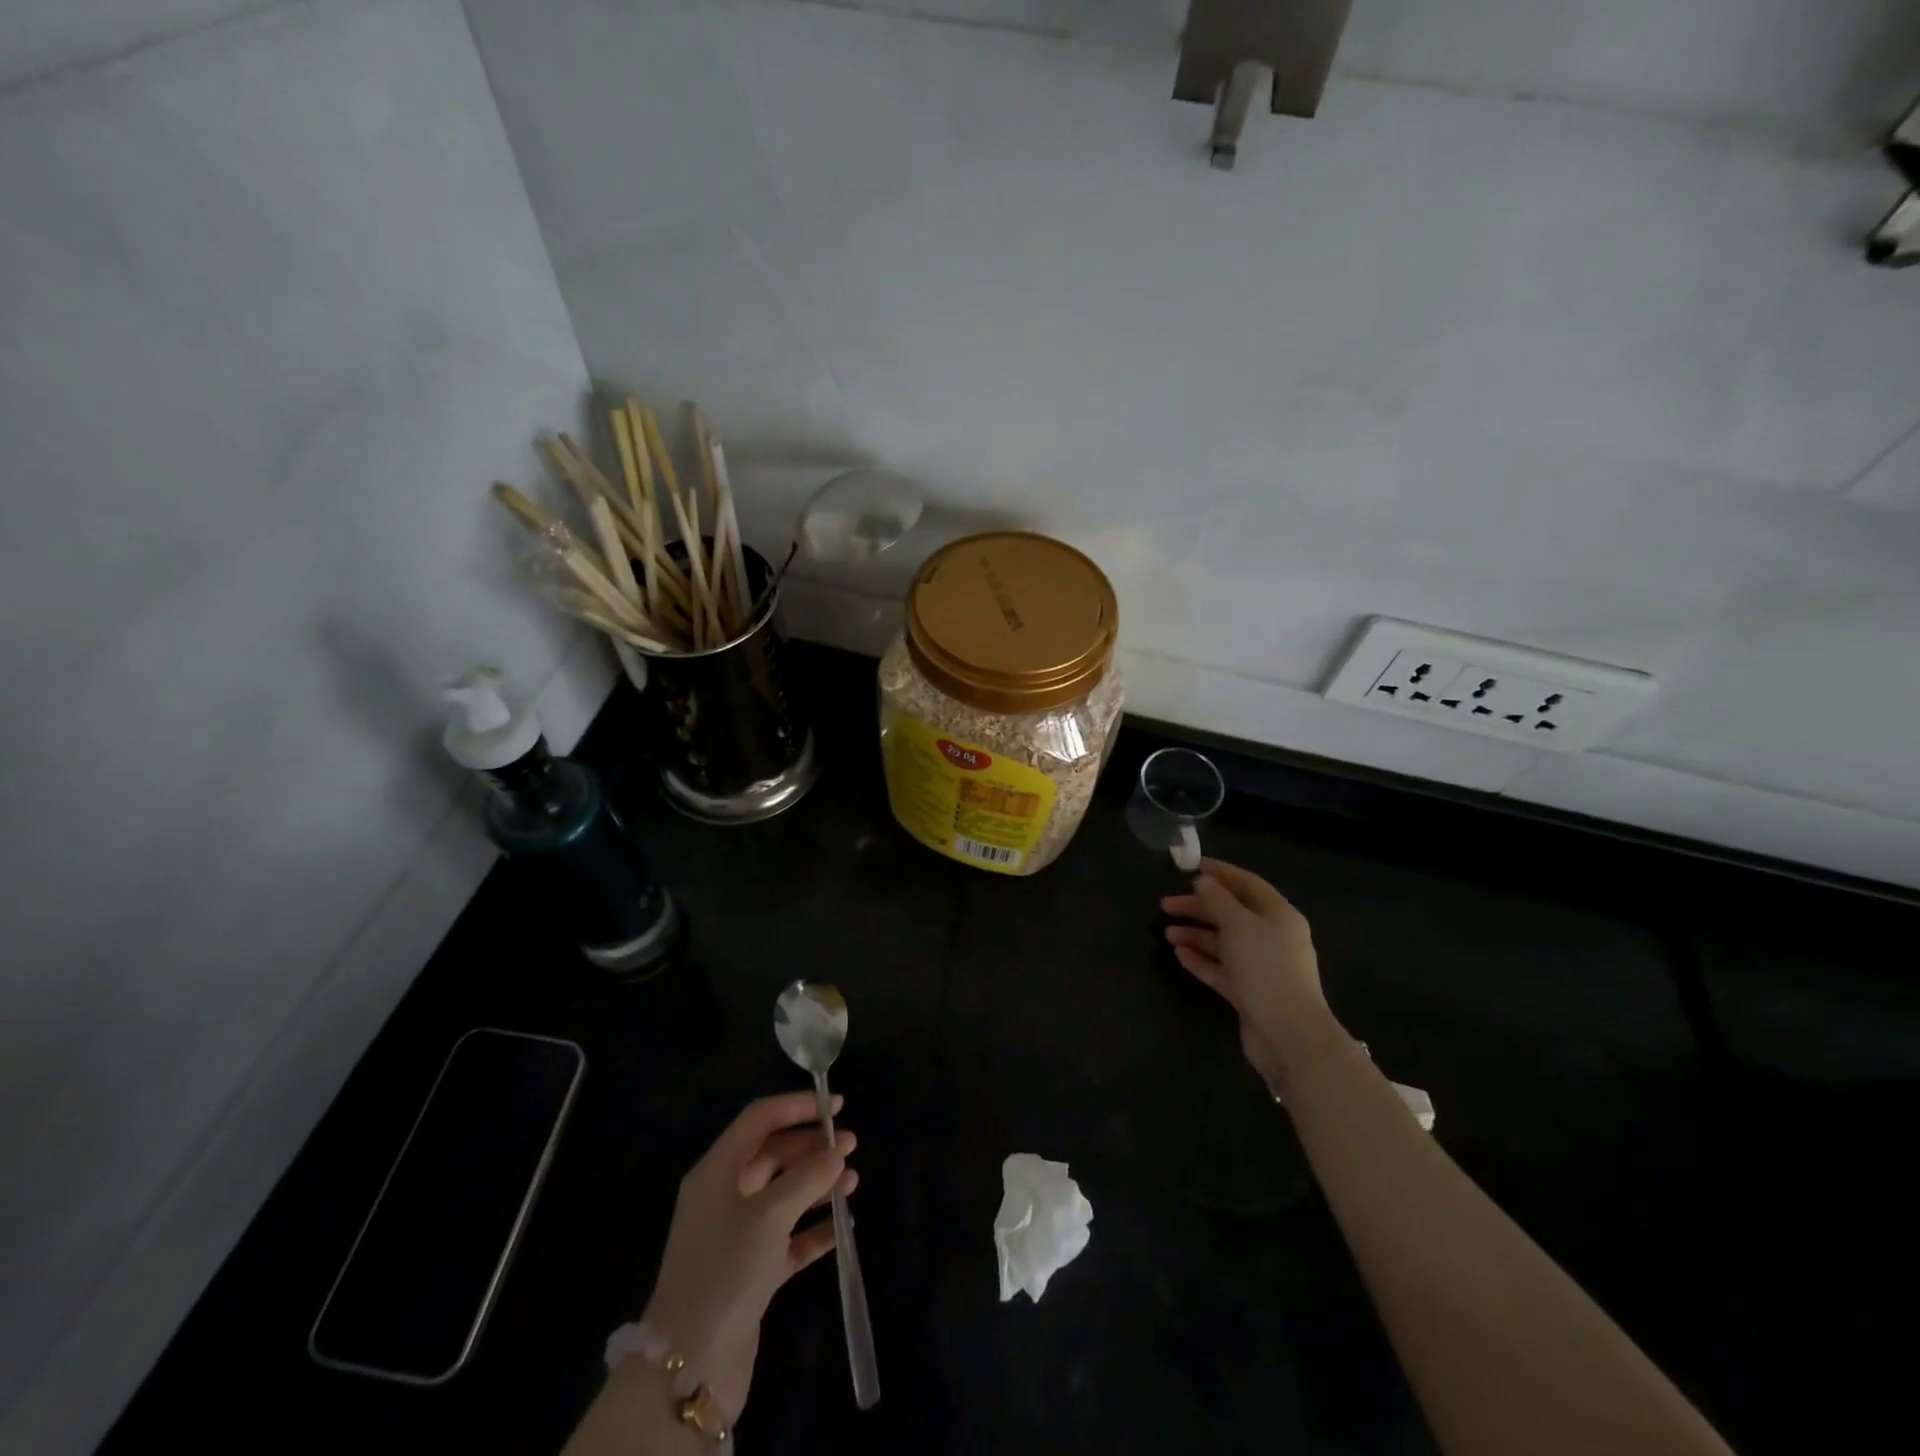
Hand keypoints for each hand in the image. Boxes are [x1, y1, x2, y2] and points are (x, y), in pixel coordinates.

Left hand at [642, 1092, 857, 1421]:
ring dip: (818, 1186)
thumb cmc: (726, 1269)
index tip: (836, 1106)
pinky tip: (843, 1228)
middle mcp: (724, 1196)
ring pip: (784, 1196)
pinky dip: (813, 1229)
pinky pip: (788, 1239)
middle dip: (812, 1149)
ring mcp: (737, 1236)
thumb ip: (808, 1177)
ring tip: (853, 1183)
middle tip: (852, 1147)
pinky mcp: (750, 1272)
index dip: (797, 1107)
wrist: (690, 1366)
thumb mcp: (770, 1215)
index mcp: (718, 1171)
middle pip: (774, 1156)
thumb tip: (837, 1152)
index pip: (760, 1120)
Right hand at [1161, 858, 1343, 1093]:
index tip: (1191, 866)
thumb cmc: (1266, 968)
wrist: (1288, 1034)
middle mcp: (1272, 937)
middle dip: (1198, 907)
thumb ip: (1218, 900)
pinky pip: (1220, 968)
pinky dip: (1201, 959)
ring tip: (1166, 932)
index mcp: (1279, 915)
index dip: (1220, 873)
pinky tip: (1179, 954)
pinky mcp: (1248, 992)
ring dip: (1195, 934)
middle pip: (1231, 913)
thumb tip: (1203, 881)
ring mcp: (1260, 966)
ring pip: (1223, 942)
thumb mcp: (1239, 925)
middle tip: (1166, 903)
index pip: (1247, 884)